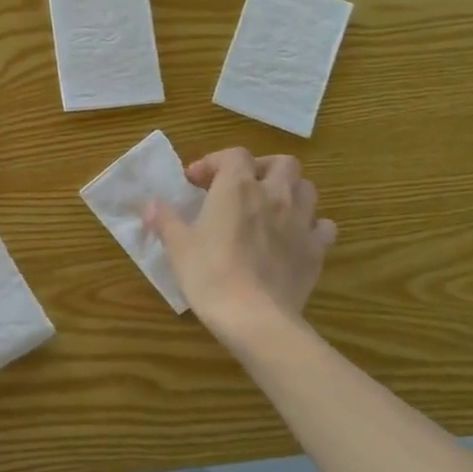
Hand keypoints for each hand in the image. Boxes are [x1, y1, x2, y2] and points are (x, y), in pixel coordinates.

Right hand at [145, 148, 336, 345]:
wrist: (254, 316)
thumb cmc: (209, 274)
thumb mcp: (177, 246)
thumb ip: (165, 219)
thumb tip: (150, 205)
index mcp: (237, 187)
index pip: (233, 155)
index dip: (214, 162)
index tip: (195, 183)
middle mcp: (274, 195)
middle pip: (282, 163)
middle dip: (261, 168)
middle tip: (241, 187)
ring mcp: (301, 221)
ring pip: (307, 188)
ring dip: (289, 191)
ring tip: (270, 208)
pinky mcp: (316, 250)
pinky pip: (322, 226)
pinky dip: (311, 226)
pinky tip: (294, 237)